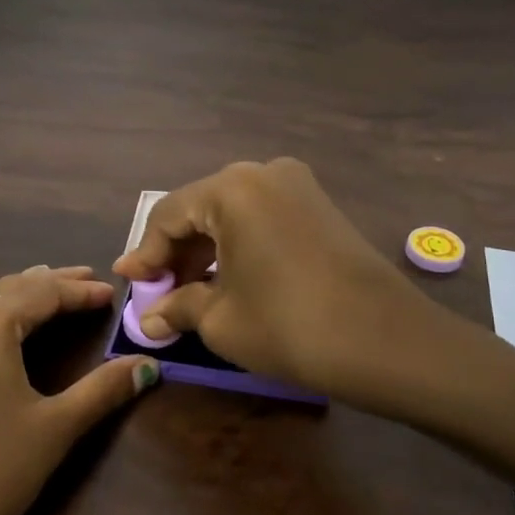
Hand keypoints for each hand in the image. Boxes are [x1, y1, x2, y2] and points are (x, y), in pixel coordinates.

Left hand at [0, 266, 159, 514]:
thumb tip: (147, 365)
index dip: (80, 292)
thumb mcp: (53, 429)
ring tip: (44, 298)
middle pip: (7, 288)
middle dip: (49, 284)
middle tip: (84, 281)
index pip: (43, 293)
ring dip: (15, 297)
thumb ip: (101, 390)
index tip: (111, 293)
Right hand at [113, 159, 435, 396]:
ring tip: (187, 289)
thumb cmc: (288, 325)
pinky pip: (262, 219)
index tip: (128, 282)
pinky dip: (238, 245)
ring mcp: (298, 186)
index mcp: (231, 189)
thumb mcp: (221, 320)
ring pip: (233, 214)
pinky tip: (228, 277)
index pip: (169, 214)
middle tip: (157, 290)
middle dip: (175, 252)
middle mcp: (263, 173)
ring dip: (206, 250)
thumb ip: (179, 308)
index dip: (145, 252)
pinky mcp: (320, 207)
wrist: (386, 341)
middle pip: (201, 209)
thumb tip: (151, 319)